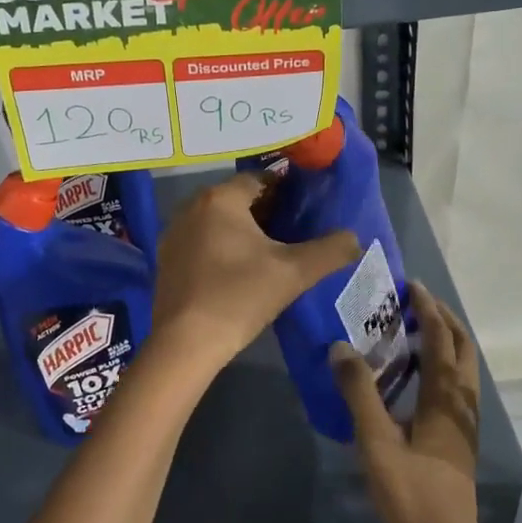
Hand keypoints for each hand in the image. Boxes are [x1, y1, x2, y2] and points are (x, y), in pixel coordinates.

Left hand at [146, 174, 360, 393]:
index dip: (286, 191)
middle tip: (293, 233)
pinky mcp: (166, 259)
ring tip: (270, 254)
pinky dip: (221, 248)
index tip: (306, 209)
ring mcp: (174, 233)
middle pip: (238, 199)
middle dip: (266, 212)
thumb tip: (355, 237)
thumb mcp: (294, 273)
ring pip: (218, 221)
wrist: (185, 343)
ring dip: (242, 231)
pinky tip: (238, 272)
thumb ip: (330, 250)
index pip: (260, 178)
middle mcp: (191, 206)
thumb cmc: (240, 296)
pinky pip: (201, 241)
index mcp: (220, 198)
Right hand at [334, 284, 492, 522]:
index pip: (441, 341)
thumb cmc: (412, 498)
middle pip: (462, 350)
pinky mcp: (456, 443)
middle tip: (414, 303)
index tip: (410, 285)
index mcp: (445, 401)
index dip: (427, 310)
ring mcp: (462, 427)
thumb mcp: (377, 445)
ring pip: (460, 371)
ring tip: (411, 332)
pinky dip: (438, 368)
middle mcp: (460, 406)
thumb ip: (359, 394)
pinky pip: (452, 390)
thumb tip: (340, 347)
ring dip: (442, 343)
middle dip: (443, 320)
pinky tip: (411, 380)